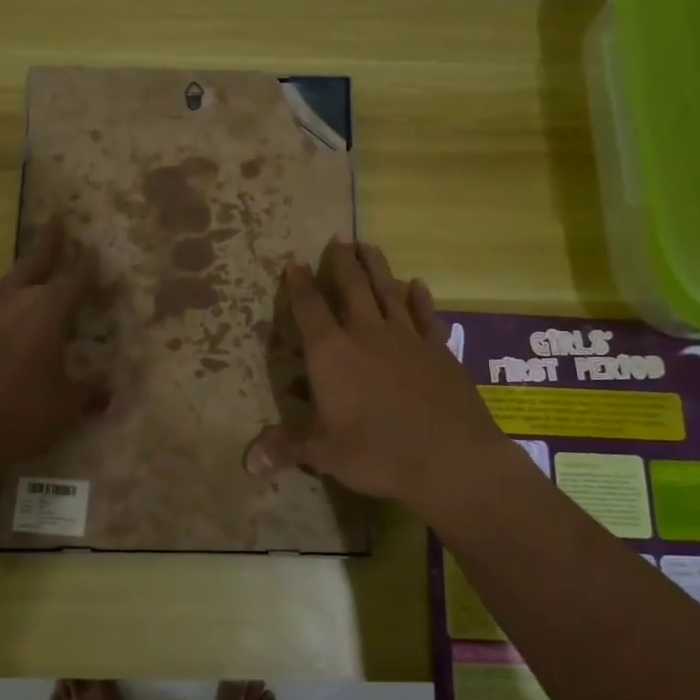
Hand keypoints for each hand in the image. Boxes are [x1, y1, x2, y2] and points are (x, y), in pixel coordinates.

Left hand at [0, 217, 104, 469]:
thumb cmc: (22, 414)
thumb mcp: (64, 406)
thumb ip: (87, 393)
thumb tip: (107, 394)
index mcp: (49, 309)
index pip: (77, 278)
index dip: (89, 268)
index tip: (94, 257)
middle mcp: (12, 295)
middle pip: (34, 257)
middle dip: (49, 240)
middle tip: (54, 222)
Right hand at [246, 238, 512, 506]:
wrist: (452, 458)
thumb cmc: (378, 454)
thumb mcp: (324, 453)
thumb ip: (287, 447)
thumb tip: (248, 462)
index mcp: (332, 354)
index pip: (309, 309)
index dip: (299, 284)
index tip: (294, 260)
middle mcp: (367, 334)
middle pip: (352, 287)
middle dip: (342, 261)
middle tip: (338, 237)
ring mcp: (406, 338)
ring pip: (388, 291)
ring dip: (377, 267)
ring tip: (368, 244)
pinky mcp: (439, 349)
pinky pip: (425, 315)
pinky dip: (419, 297)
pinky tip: (417, 284)